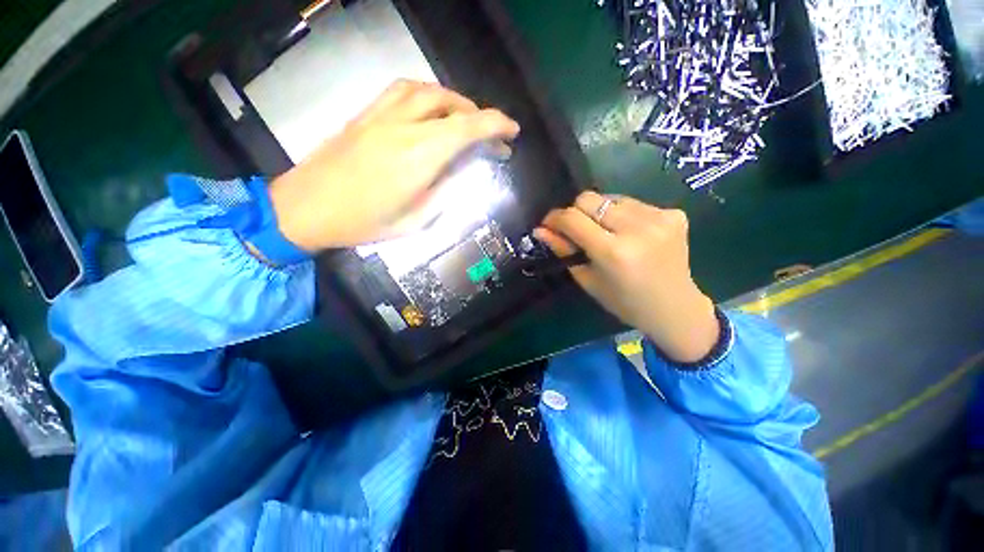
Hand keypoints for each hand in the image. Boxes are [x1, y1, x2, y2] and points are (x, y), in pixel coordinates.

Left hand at [268, 80, 520, 250]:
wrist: (305, 208)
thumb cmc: (362, 223)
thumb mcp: (414, 221)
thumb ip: (443, 193)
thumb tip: (461, 172)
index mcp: (418, 158)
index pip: (467, 128)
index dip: (496, 125)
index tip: (512, 132)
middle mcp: (403, 128)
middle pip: (451, 105)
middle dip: (480, 117)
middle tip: (492, 138)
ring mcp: (380, 116)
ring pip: (428, 91)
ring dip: (455, 102)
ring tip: (466, 120)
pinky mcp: (365, 115)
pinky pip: (402, 91)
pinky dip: (427, 95)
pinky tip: (432, 110)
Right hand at [535, 192, 719, 363]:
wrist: (675, 308)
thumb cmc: (624, 302)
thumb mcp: (587, 280)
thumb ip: (563, 251)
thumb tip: (540, 230)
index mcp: (613, 252)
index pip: (572, 219)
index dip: (554, 218)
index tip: (548, 224)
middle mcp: (637, 229)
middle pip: (589, 199)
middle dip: (575, 212)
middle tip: (576, 230)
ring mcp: (659, 217)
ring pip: (610, 198)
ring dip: (599, 212)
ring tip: (605, 233)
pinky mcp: (674, 213)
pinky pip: (633, 203)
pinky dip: (622, 215)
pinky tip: (628, 233)